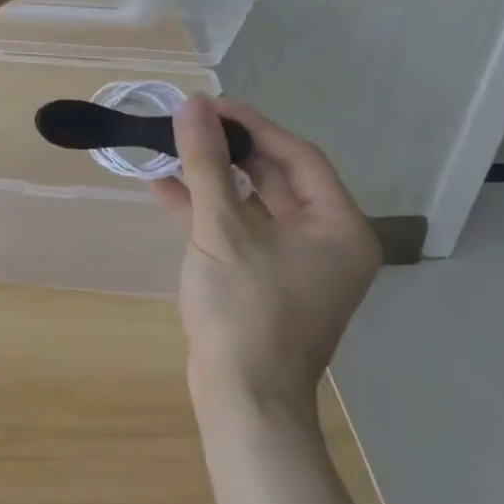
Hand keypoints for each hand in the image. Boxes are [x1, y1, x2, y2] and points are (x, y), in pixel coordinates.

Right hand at [152, 95, 379, 421]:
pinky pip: (240, 230)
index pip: (297, 155)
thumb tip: (192, 104)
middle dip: (229, 150)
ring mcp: (297, 264)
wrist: (242, 400)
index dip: (252, 124)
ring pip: (254, 203)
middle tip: (188, 124)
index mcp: (338, 226)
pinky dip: (207, 210)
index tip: (209, 106)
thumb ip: (206, 162)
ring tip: (171, 150)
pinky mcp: (266, 280)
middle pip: (276, 176)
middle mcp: (326, 241)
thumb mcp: (221, 226)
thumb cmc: (244, 307)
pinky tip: (165, 189)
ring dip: (213, 178)